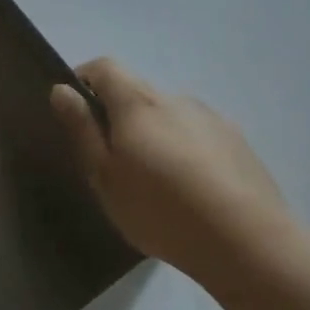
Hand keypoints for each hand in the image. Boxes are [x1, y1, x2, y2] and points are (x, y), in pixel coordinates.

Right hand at [51, 58, 289, 280]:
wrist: (248, 242)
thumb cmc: (160, 209)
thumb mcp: (104, 175)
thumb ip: (82, 128)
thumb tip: (61, 90)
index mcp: (138, 102)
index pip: (104, 66)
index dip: (84, 79)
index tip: (76, 112)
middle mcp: (175, 98)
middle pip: (137, 92)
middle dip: (118, 116)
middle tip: (114, 162)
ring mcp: (211, 118)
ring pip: (168, 115)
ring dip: (154, 135)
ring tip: (157, 184)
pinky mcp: (238, 142)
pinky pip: (197, 135)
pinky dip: (184, 150)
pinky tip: (191, 191)